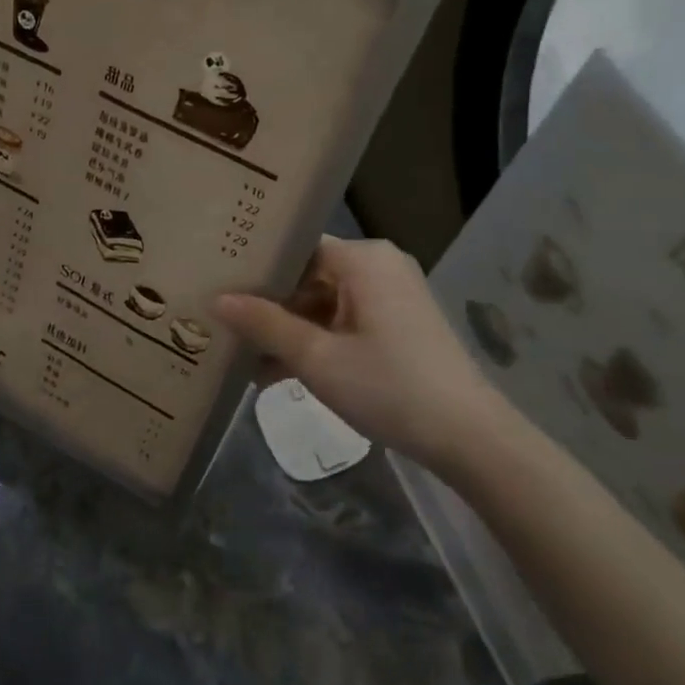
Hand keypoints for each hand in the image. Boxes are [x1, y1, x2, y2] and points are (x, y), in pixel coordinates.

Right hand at [214, 236, 521, 478]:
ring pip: (323, 303)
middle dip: (269, 308)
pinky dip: (316, 343)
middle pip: (308, 276)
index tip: (219, 286)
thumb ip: (265, 324)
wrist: (467, 436)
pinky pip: (344, 322)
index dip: (257, 268)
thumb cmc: (388, 387)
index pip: (297, 248)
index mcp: (364, 259)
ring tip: (245, 361)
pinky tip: (278, 375)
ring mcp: (392, 296)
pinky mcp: (398, 325)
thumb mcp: (316, 358)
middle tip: (224, 328)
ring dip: (289, 332)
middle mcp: (379, 267)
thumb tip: (216, 300)